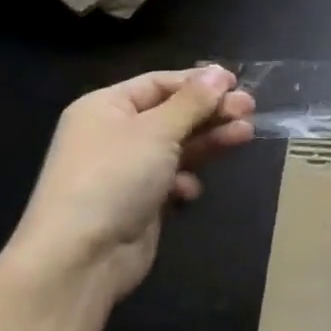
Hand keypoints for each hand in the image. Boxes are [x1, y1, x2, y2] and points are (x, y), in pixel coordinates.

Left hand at [2, 66, 254, 304]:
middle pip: (171, 114)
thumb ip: (193, 101)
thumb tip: (219, 72)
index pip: (158, 83)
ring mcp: (126, 170)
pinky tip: (190, 191)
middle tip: (250, 111)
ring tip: (245, 135)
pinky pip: (170, 180)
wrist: (80, 257)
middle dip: (210, 112)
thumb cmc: (114, 177)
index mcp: (106, 107)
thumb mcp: (157, 130)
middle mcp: (113, 134)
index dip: (198, 82)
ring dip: (209, 141)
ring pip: (176, 146)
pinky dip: (185, 181)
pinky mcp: (138, 202)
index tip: (236, 83)